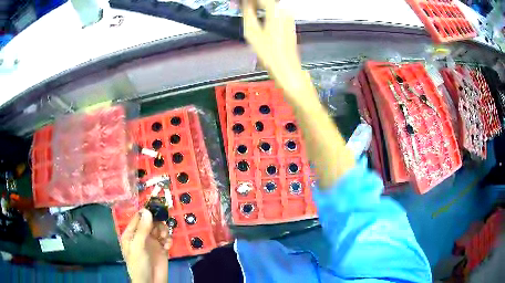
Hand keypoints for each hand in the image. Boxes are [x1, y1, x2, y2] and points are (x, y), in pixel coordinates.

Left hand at [121, 209, 171, 282]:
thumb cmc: (138, 264)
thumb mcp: (138, 247)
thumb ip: (142, 229)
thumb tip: (147, 210)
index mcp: (131, 234)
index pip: (138, 218)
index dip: (146, 211)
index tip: (157, 205)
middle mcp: (142, 236)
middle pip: (150, 222)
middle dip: (157, 222)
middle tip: (161, 226)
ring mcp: (152, 243)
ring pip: (159, 229)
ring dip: (163, 231)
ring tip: (164, 238)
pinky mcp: (162, 249)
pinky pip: (166, 239)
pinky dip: (168, 240)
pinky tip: (168, 245)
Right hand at [242, 0, 311, 97]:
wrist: (287, 69)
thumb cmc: (269, 53)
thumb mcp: (252, 32)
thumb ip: (247, 13)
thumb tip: (244, 3)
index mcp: (276, 11)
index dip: (248, 0)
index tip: (239, 2)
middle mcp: (285, 11)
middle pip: (267, 1)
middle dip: (254, 2)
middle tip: (241, 5)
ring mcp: (289, 18)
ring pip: (272, 6)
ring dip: (259, 6)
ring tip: (247, 10)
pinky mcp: (289, 24)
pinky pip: (276, 12)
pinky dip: (266, 11)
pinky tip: (258, 16)